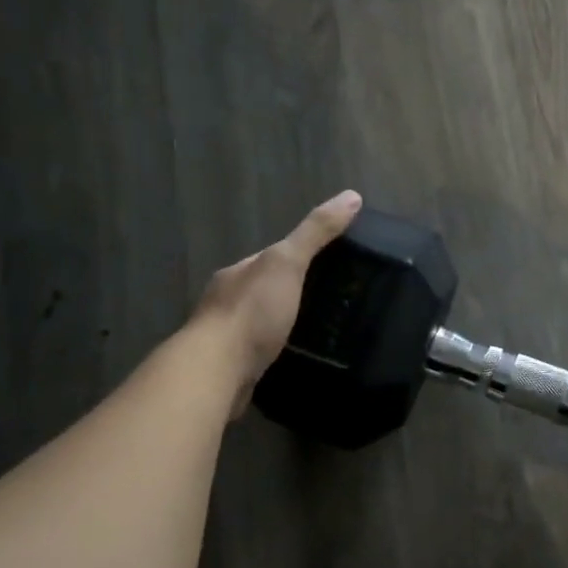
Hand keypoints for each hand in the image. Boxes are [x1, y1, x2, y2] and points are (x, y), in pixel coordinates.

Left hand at [192, 191, 361, 418]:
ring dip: (283, 326)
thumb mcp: (287, 263)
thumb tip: (351, 196)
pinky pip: (258, 353)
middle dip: (292, 295)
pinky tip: (295, 359)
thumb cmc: (251, 313)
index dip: (300, 258)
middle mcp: (227, 301)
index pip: (272, 258)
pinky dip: (275, 352)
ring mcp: (227, 337)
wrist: (216, 372)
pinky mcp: (231, 368)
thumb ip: (316, 233)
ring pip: (261, 324)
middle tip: (333, 304)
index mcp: (238, 272)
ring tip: (319, 333)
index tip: (331, 267)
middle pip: (266, 291)